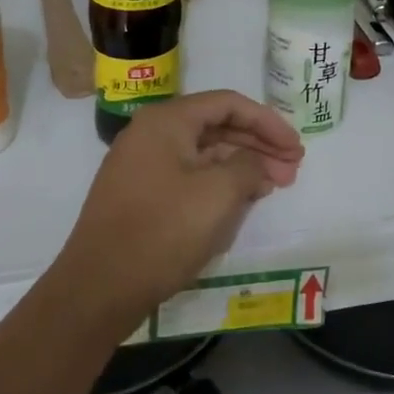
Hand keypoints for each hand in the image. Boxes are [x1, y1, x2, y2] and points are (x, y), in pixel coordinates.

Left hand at [56, 91, 304, 321]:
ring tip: (273, 186)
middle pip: (217, 127)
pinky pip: (189, 177)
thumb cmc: (163, 231)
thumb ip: (248, 166)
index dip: (268, 122)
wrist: (97, 289)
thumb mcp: (219, 193)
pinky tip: (242, 200)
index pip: (229, 104)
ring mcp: (142, 166)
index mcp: (167, 121)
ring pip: (204, 154)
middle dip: (259, 146)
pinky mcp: (141, 196)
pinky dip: (219, 184)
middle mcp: (151, 134)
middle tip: (292, 169)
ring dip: (242, 166)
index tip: (295, 146)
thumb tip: (253, 163)